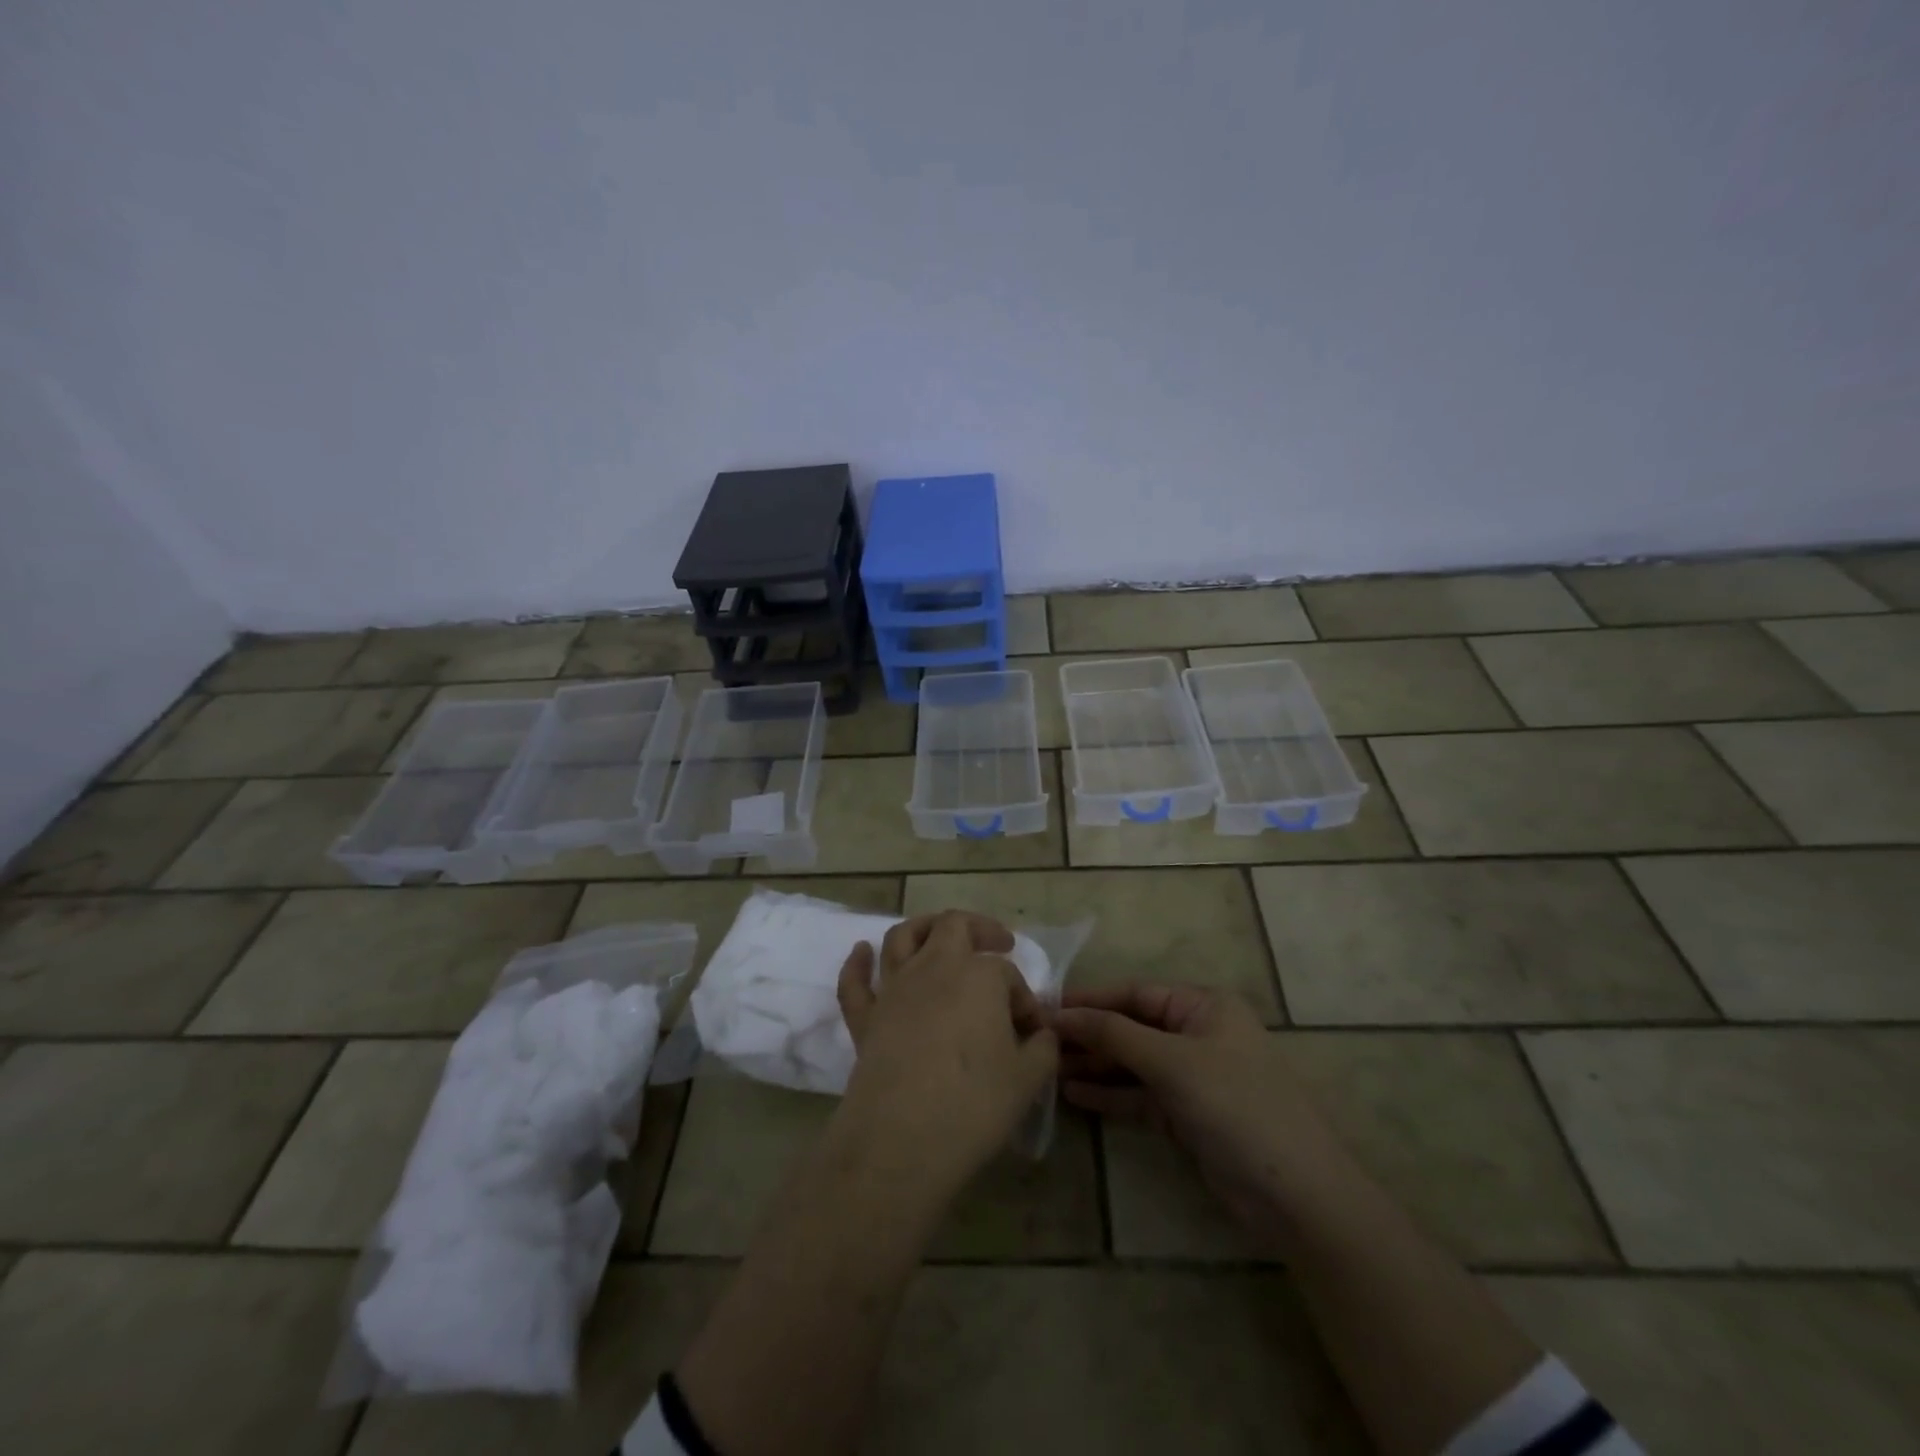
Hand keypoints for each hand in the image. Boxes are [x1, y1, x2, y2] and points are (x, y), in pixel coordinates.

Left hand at [833, 911, 1058, 1200]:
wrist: (902, 1138)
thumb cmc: (973, 1103)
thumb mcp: (1027, 1079)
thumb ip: (1042, 1049)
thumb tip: (1042, 1035)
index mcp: (979, 975)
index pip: (1008, 975)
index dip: (1024, 999)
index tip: (1032, 1032)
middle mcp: (934, 967)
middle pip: (953, 926)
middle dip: (979, 929)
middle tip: (998, 943)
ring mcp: (894, 989)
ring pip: (902, 937)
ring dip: (923, 928)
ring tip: (939, 934)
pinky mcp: (865, 1017)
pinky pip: (854, 981)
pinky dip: (857, 963)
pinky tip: (861, 951)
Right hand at [1054, 985, 1341, 1236]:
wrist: (1295, 1194)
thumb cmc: (1235, 1105)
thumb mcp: (1172, 1061)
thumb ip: (1115, 1034)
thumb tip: (1063, 1013)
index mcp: (1204, 1007)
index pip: (1135, 994)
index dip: (1091, 1000)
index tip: (1047, 1006)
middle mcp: (1197, 1034)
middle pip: (1132, 1027)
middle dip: (1090, 1034)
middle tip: (1040, 1041)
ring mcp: (1193, 1077)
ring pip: (1133, 1063)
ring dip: (1095, 1065)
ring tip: (1049, 1067)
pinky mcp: (1187, 1115)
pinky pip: (1140, 1096)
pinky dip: (1110, 1094)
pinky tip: (1074, 1093)